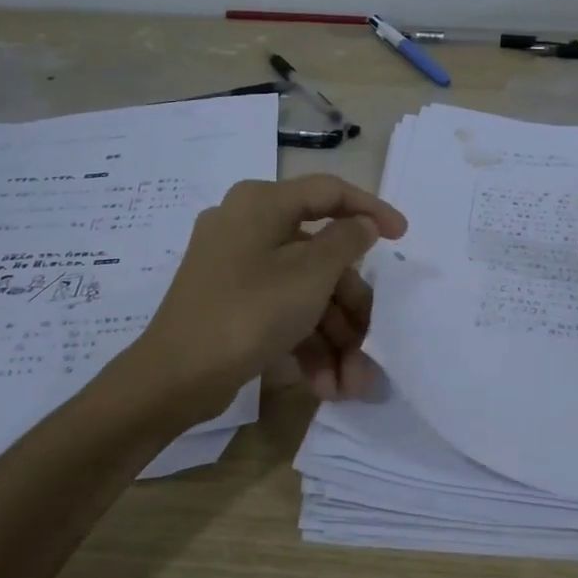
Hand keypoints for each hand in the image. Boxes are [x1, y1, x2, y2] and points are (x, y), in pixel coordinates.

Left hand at [130, 175, 406, 418]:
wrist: (174, 378)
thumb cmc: (249, 313)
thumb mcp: (310, 275)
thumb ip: (346, 241)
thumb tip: (363, 224)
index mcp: (262, 204)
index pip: (329, 193)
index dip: (371, 210)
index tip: (403, 236)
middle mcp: (248, 227)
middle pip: (319, 257)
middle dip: (349, 309)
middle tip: (370, 343)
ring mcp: (237, 267)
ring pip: (304, 291)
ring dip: (332, 337)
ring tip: (350, 384)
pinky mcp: (232, 302)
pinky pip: (281, 310)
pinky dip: (305, 342)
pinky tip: (324, 383)